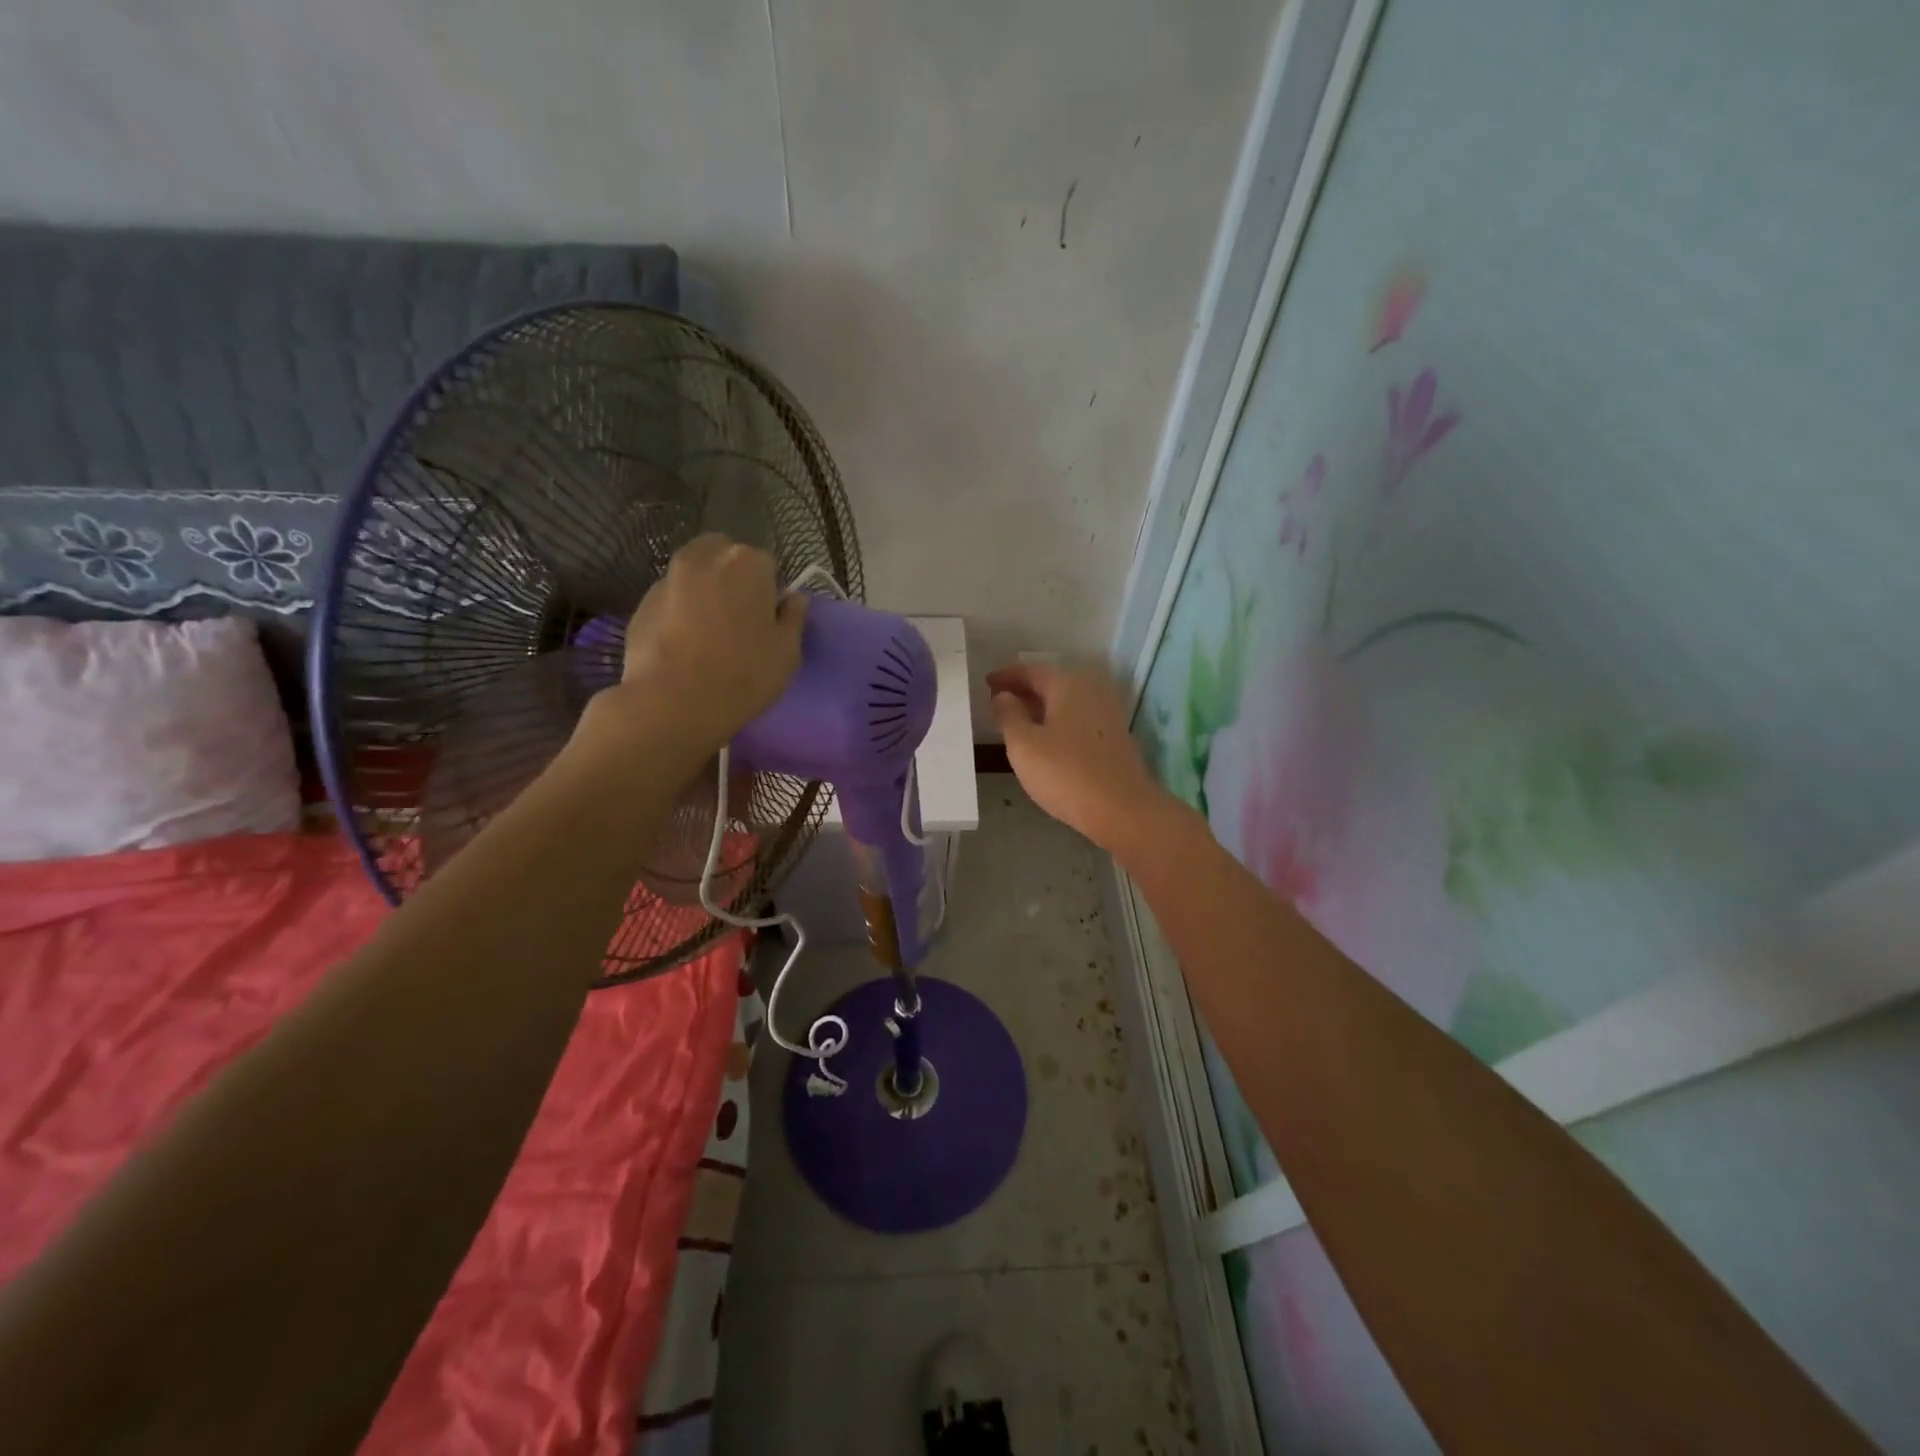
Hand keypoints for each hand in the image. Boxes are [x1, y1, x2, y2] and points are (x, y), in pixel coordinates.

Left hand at [592, 534, 807, 755]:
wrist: (671, 703)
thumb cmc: (742, 675)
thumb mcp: (787, 653)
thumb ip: (794, 618)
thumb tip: (795, 599)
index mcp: (746, 563)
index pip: (767, 565)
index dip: (770, 592)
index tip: (769, 620)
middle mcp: (704, 558)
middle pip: (724, 558)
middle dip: (733, 579)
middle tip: (739, 620)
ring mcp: (667, 578)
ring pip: (694, 577)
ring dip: (704, 594)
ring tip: (708, 635)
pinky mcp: (641, 604)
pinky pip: (671, 601)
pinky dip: (679, 613)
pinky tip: (683, 646)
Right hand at [986, 661, 1179, 853]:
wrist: (1121, 809)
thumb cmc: (1065, 773)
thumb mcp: (1023, 745)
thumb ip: (1008, 715)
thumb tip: (1003, 696)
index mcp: (1068, 683)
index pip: (1030, 670)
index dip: (1006, 676)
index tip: (986, 683)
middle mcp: (1091, 690)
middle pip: (1051, 682)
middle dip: (1024, 690)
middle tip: (998, 701)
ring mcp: (1107, 713)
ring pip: (1066, 701)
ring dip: (1041, 707)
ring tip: (1017, 720)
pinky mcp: (1114, 736)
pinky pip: (1077, 718)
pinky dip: (1057, 721)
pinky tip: (1044, 738)